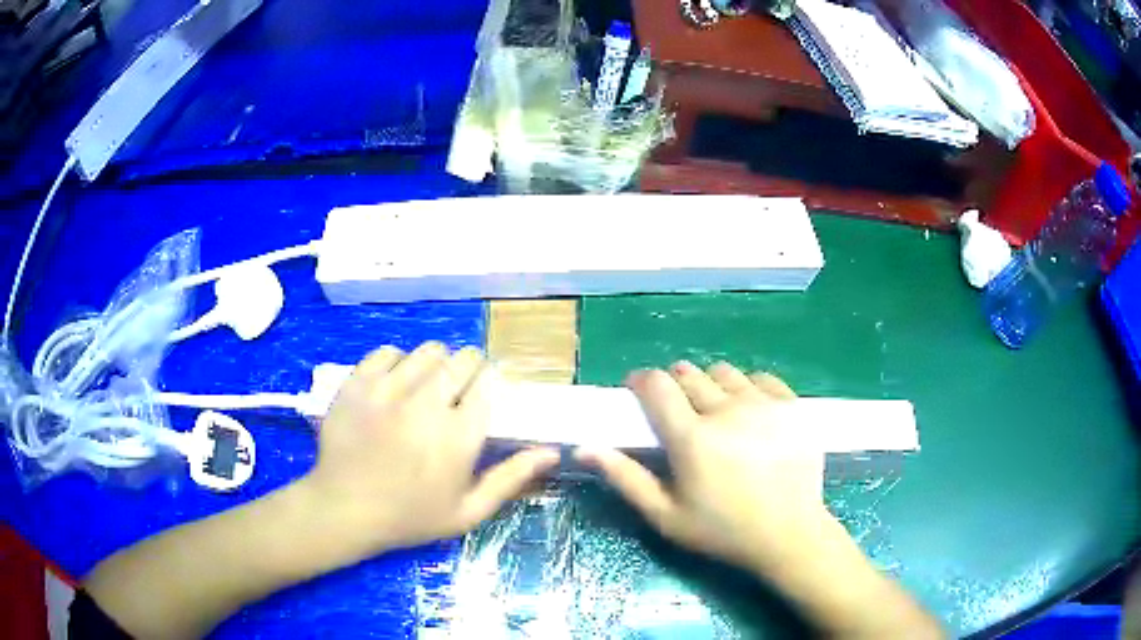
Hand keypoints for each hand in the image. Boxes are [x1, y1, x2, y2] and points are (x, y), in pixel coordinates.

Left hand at [299, 342, 560, 557]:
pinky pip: (387, 352)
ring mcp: (387, 390)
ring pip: (426, 352)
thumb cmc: (411, 517)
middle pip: (461, 359)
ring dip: (435, 364)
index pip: (487, 381)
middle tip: (458, 392)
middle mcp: (425, 404)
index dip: (490, 383)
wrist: (345, 510)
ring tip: (426, 387)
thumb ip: (511, 479)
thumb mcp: (468, 512)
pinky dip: (397, 362)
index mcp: (458, 435)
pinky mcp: (357, 384)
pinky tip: (395, 384)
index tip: (484, 395)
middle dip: (468, 370)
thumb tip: (552, 452)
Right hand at [576, 361, 835, 572]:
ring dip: (711, 386)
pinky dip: (748, 389)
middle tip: (680, 413)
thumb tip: (584, 448)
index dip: (642, 380)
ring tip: (717, 413)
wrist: (789, 534)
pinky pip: (760, 378)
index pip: (657, 385)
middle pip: (689, 373)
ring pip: (724, 372)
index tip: (637, 391)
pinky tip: (750, 413)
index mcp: (692, 438)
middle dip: (675, 385)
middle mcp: (727, 410)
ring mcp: (764, 404)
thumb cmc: (722, 530)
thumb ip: (625, 478)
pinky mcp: (792, 404)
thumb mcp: (666, 515)